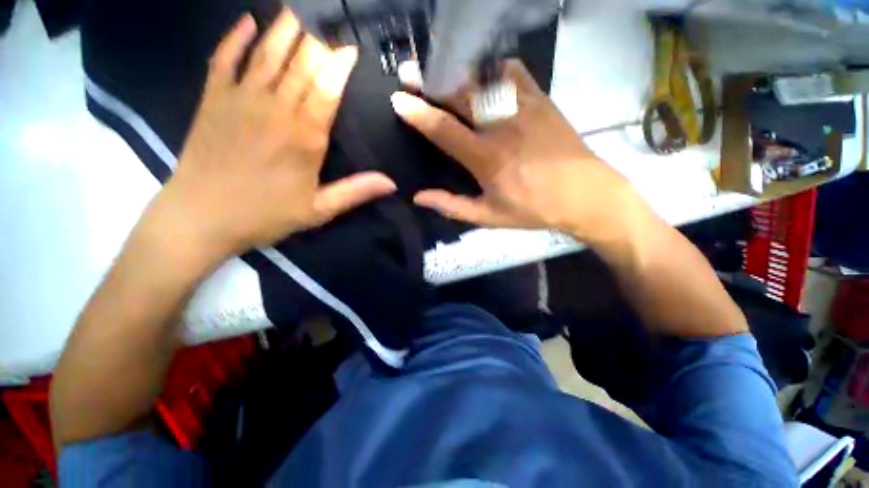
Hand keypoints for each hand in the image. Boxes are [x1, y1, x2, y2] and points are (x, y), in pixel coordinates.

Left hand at [143, 10, 395, 266]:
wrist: (201, 217)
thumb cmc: (266, 215)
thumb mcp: (319, 210)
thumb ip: (355, 191)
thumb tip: (391, 183)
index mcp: (305, 137)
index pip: (328, 89)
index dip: (339, 64)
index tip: (350, 46)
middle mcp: (275, 110)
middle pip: (301, 65)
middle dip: (317, 40)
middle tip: (328, 20)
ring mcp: (240, 100)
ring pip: (267, 54)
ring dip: (284, 29)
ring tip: (297, 10)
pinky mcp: (212, 100)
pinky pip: (224, 59)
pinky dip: (235, 38)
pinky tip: (247, 22)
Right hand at [391, 61, 643, 244]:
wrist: (584, 194)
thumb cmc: (533, 209)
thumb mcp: (490, 217)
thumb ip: (453, 206)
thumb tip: (419, 197)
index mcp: (487, 158)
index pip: (445, 130)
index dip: (419, 114)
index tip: (399, 100)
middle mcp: (502, 126)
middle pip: (460, 95)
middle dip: (431, 81)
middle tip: (409, 72)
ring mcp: (523, 107)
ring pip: (483, 78)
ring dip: (457, 71)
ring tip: (440, 67)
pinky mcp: (541, 99)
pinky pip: (513, 72)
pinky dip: (492, 67)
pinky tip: (483, 72)